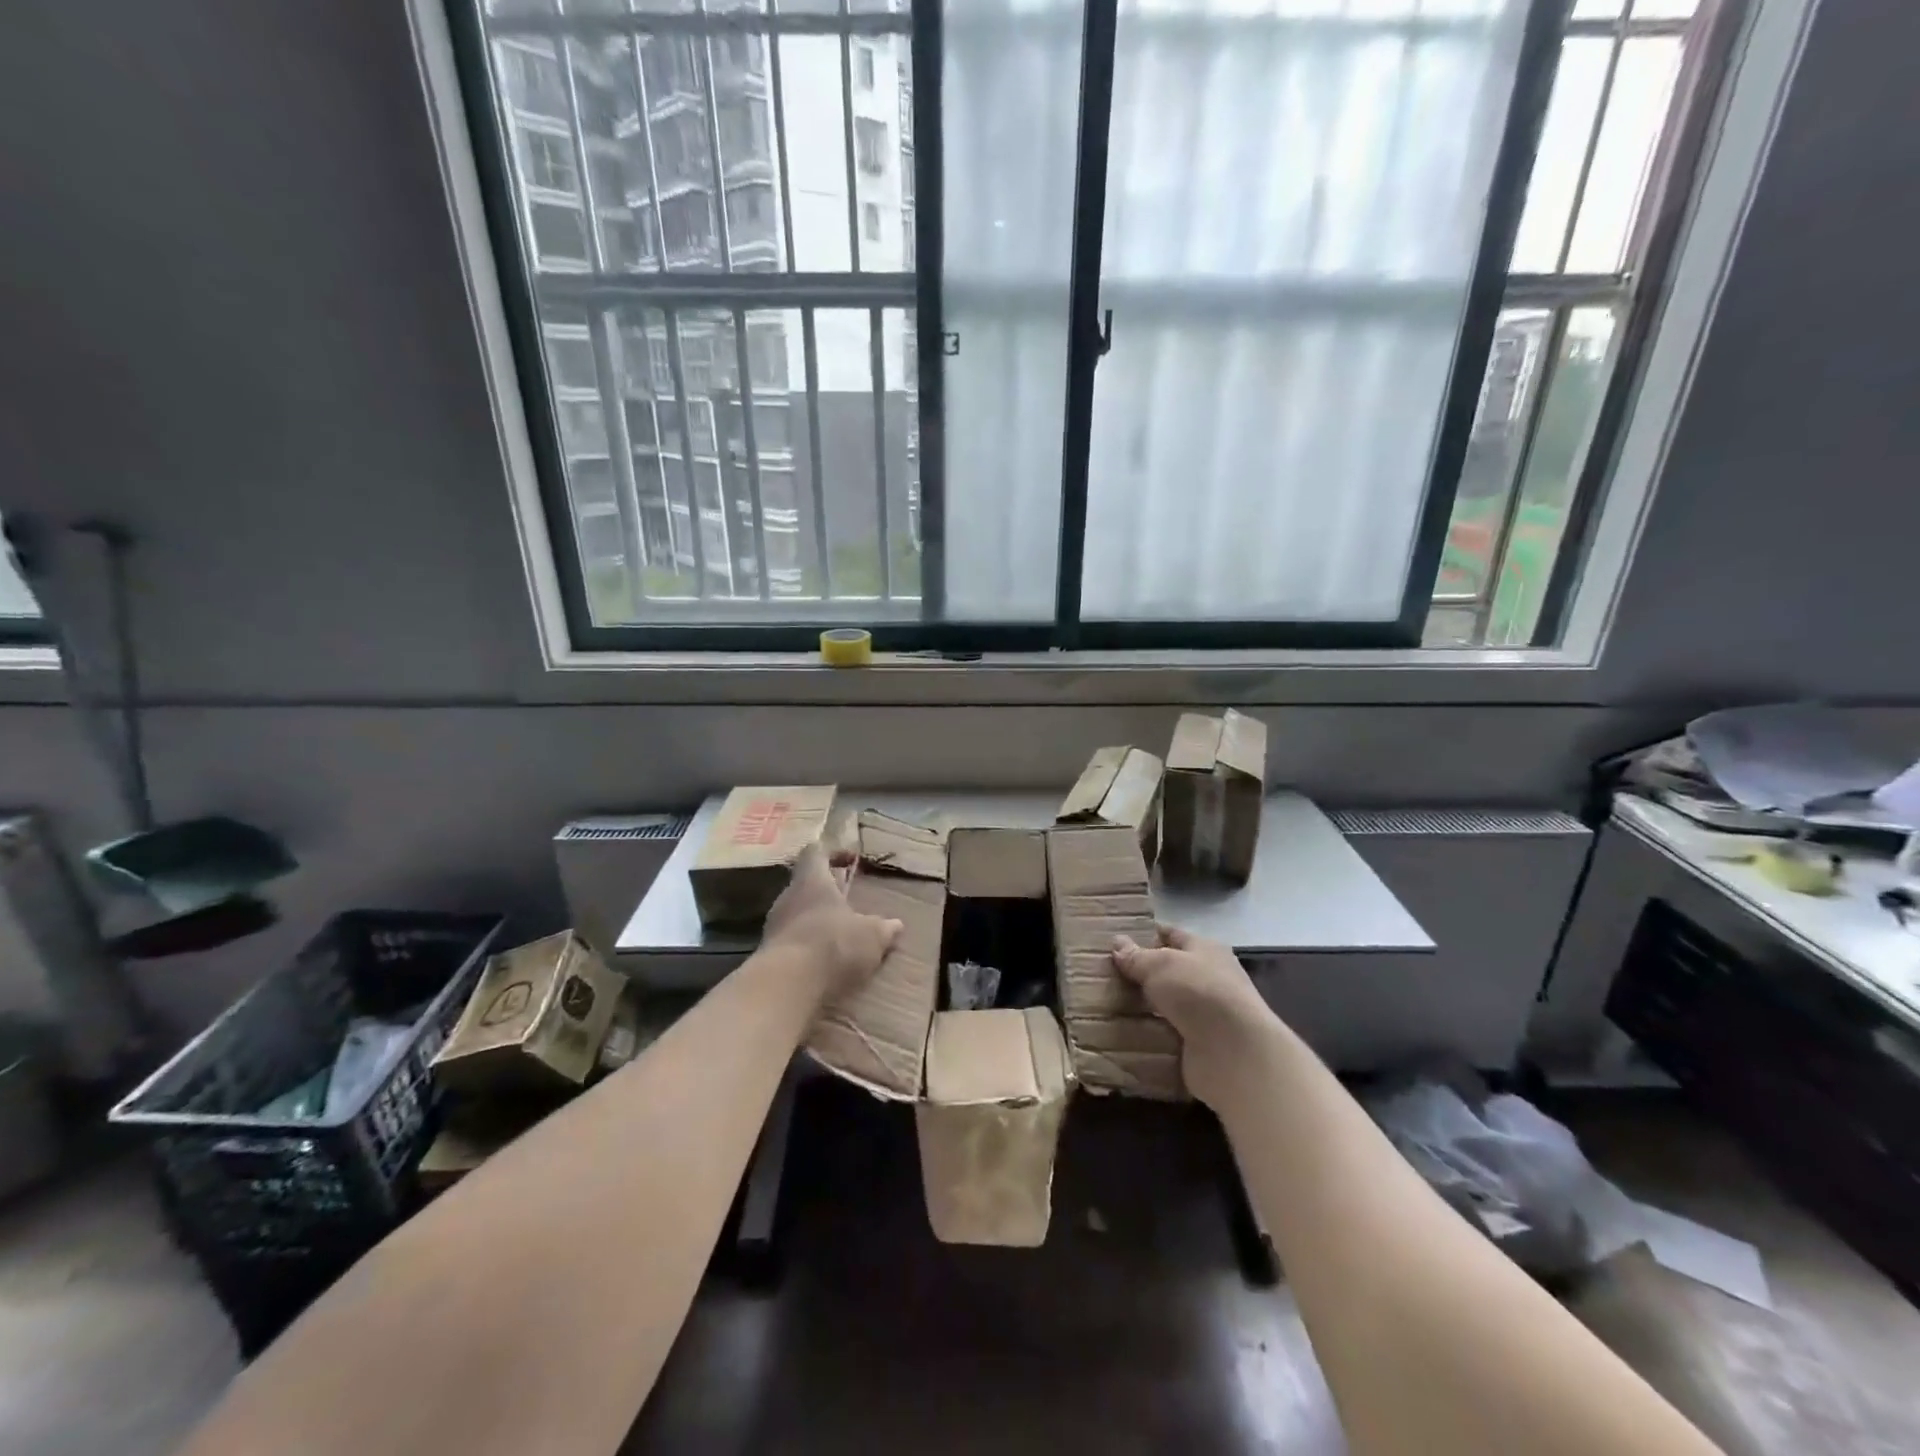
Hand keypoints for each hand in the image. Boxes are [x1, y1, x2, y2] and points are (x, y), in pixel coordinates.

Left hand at [762, 843, 902, 1002]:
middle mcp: (788, 896)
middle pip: (805, 885)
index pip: (815, 852)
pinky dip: (806, 948)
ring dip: (815, 922)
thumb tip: (896, 924)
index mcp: (812, 881)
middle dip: (826, 893)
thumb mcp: (872, 936)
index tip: (850, 860)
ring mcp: (774, 926)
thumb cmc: (833, 944)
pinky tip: (823, 964)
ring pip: (796, 914)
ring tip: (838, 937)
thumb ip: (884, 928)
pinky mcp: (768, 954)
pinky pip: (790, 942)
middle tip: (848, 904)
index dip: (832, 853)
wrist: (787, 985)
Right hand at [1112, 924, 1272, 1107]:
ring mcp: (1204, 1016)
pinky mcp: (1198, 1047)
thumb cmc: (1199, 993)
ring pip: (1163, 1007)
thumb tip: (1118, 943)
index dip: (1144, 936)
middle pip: (1166, 973)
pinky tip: (1119, 1035)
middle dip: (1137, 976)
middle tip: (1100, 976)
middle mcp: (1207, 980)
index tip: (1112, 942)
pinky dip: (1146, 1037)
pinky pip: (1164, 1036)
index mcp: (1205, 950)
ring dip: (1139, 1009)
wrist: (1235, 1054)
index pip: (1171, 935)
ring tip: (1103, 1006)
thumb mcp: (1161, 964)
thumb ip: (1137, 956)